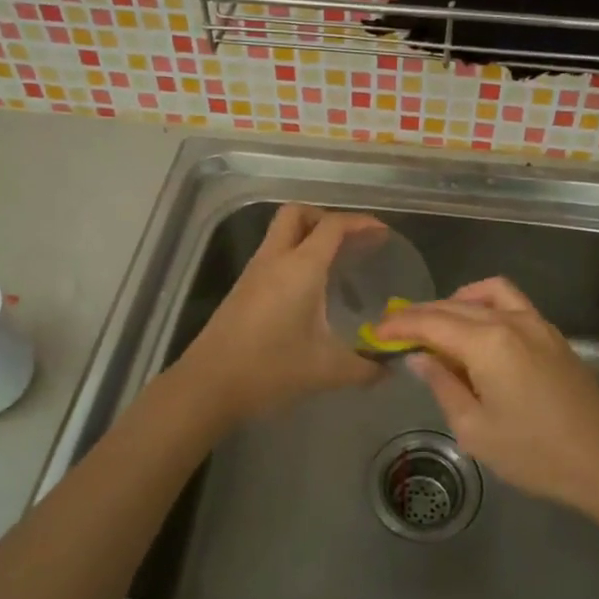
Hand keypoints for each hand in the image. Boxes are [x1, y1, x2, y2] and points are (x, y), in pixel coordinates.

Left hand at [175, 203, 383, 422]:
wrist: (209, 385)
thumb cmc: (271, 368)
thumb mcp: (327, 370)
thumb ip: (365, 367)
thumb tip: (389, 368)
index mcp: (301, 267)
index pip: (333, 226)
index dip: (360, 222)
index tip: (382, 233)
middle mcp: (276, 259)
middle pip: (298, 214)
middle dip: (326, 218)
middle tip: (350, 242)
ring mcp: (254, 272)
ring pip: (280, 233)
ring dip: (307, 237)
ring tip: (335, 264)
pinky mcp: (242, 289)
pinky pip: (272, 255)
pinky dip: (293, 257)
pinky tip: (308, 290)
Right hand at [377, 278, 598, 516]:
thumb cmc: (534, 453)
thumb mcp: (475, 429)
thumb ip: (443, 385)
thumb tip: (420, 357)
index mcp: (488, 343)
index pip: (431, 323)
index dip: (400, 326)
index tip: (375, 331)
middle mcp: (510, 321)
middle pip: (454, 306)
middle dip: (420, 315)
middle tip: (394, 330)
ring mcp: (536, 323)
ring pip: (485, 294)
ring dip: (454, 303)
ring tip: (435, 325)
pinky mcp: (551, 333)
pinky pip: (510, 302)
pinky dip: (484, 304)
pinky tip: (476, 330)